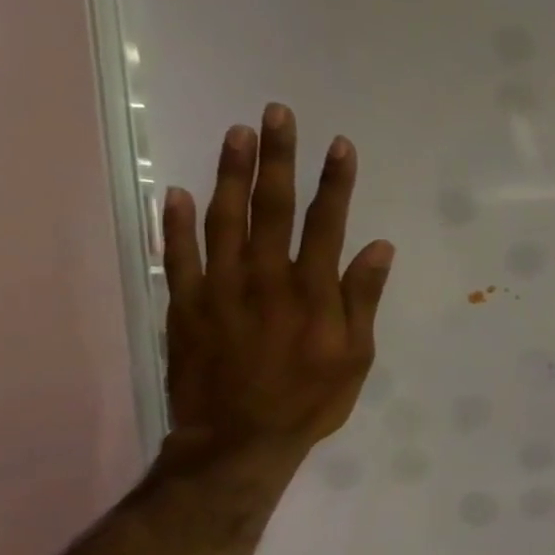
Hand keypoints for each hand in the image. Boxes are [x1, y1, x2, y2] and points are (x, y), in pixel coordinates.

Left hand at [161, 105, 392, 465]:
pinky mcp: (184, 305)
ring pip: (222, 218)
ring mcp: (218, 288)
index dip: (335, 182)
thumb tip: (378, 246)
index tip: (340, 144)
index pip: (326, 223)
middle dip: (277, 157)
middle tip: (277, 113)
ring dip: (229, 173)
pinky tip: (178, 191)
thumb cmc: (310, 400)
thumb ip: (362, 298)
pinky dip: (176, 222)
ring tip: (237, 133)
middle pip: (271, 206)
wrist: (239, 441)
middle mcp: (265, 278)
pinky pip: (177, 255)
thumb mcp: (356, 356)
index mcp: (312, 292)